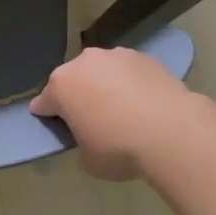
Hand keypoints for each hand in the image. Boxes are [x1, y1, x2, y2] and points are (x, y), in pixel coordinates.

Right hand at [30, 47, 197, 181]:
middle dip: (77, 95)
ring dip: (104, 85)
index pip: (44, 101)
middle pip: (73, 79)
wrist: (171, 131)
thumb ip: (79, 141)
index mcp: (62, 86)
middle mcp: (84, 62)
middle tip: (90, 119)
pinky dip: (129, 83)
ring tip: (121, 110)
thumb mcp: (88, 159)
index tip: (51, 124)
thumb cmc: (119, 148)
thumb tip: (89, 135)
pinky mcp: (143, 57)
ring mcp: (115, 55)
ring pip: (101, 71)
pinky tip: (143, 103)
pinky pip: (128, 71)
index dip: (46, 114)